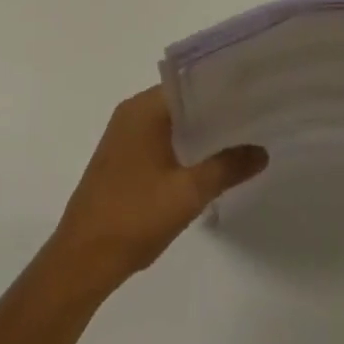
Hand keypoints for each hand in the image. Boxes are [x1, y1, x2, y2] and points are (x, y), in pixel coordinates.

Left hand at [48, 86, 266, 292]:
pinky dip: (181, 145)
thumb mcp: (188, 194)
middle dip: (214, 109)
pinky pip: (158, 139)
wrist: (81, 262)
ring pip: (170, 122)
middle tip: (252, 116)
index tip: (252, 92)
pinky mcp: (120, 159)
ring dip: (197, 130)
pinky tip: (204, 162)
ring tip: (237, 137)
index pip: (190, 82)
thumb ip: (226, 168)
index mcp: (144, 108)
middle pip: (181, 101)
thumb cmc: (134, 218)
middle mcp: (131, 113)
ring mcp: (123, 136)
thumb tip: (261, 152)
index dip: (221, 86)